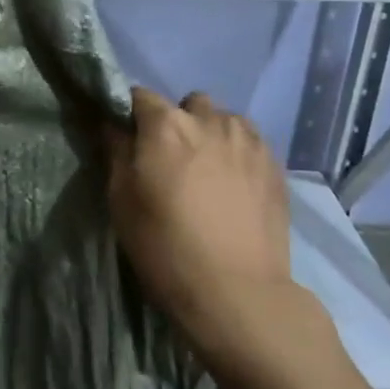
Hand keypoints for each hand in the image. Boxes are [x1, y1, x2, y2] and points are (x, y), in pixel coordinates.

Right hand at [107, 88, 302, 367]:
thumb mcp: (121, 201)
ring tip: (209, 170)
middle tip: (172, 159)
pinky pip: (250, 141)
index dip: (131, 114)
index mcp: (166, 125)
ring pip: (224, 119)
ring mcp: (248, 140)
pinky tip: (235, 185)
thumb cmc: (165, 247)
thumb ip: (117, 153)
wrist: (237, 292)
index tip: (129, 138)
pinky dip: (238, 152)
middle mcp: (209, 120)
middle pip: (188, 103)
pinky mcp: (275, 164)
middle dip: (177, 121)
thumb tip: (114, 127)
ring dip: (211, 133)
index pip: (139, 96)